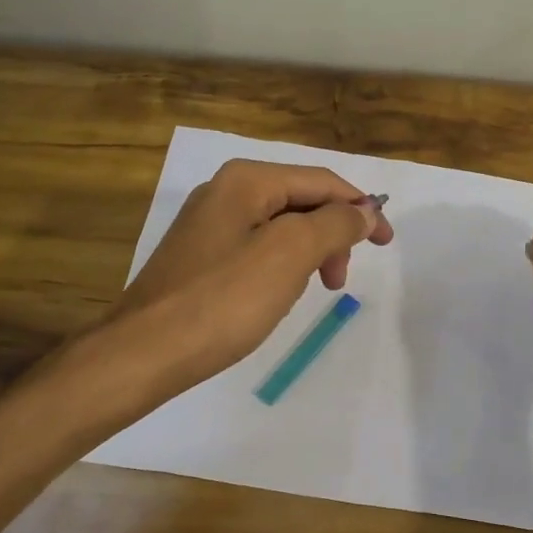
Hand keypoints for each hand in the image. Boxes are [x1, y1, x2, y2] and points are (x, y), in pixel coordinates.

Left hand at [109, 159, 393, 387]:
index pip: (322, 181)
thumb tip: (364, 212)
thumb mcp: (291, 254)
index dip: (361, 208)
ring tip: (313, 291)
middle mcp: (225, 191)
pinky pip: (258, 248)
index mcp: (247, 179)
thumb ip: (335, 224)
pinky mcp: (200, 256)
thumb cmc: (224, 299)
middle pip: (301, 200)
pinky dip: (283, 266)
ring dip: (310, 253)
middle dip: (332, 234)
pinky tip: (279, 294)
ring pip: (281, 227)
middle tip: (339, 281)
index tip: (387, 243)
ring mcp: (209, 224)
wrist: (145, 352)